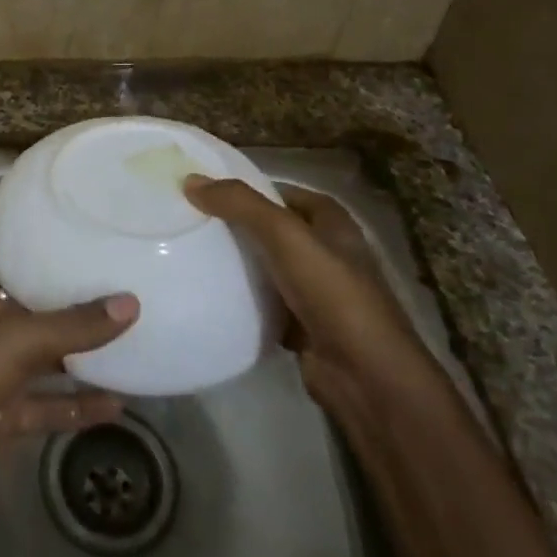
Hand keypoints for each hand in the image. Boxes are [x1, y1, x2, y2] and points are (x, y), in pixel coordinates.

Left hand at [0, 259, 137, 530]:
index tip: (76, 240)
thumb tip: (131, 304)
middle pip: (30, 310)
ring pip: (43, 360)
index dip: (32, 251)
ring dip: (79, 356)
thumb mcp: (15, 342)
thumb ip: (72, 325)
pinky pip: (46, 406)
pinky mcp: (3, 418)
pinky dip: (76, 406)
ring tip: (130, 341)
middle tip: (119, 286)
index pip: (2, 263)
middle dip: (68, 303)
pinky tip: (117, 405)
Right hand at [182, 175, 428, 410]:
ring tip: (193, 253)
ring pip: (268, 268)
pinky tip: (211, 295)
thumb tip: (192, 180)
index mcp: (333, 224)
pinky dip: (243, 300)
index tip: (211, 191)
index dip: (252, 189)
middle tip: (193, 221)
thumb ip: (240, 204)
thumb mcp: (285, 236)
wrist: (364, 376)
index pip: (286, 194)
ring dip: (239, 264)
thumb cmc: (332, 293)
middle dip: (238, 226)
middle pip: (274, 231)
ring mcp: (317, 293)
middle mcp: (328, 254)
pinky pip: (265, 304)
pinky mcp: (303, 327)